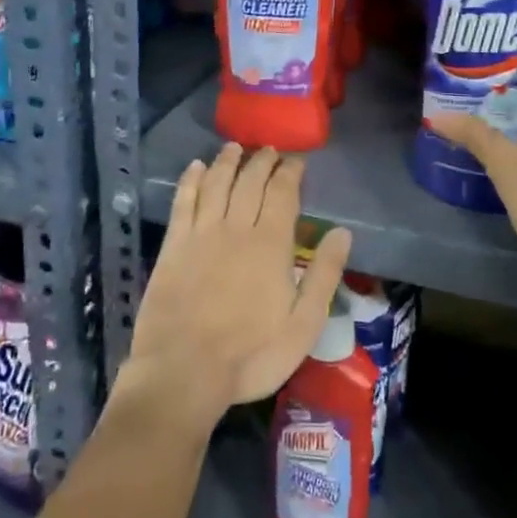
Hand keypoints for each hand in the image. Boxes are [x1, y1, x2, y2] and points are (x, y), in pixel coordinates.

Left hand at [121, 144, 351, 427]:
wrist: (184, 370)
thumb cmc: (251, 354)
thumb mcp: (303, 325)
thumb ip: (324, 275)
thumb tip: (342, 232)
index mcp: (271, 244)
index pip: (283, 193)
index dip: (290, 172)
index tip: (296, 160)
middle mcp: (236, 227)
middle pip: (250, 181)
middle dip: (261, 160)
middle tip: (268, 149)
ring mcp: (201, 233)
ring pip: (216, 183)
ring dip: (227, 161)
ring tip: (235, 147)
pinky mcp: (174, 245)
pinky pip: (183, 201)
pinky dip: (190, 180)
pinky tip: (195, 168)